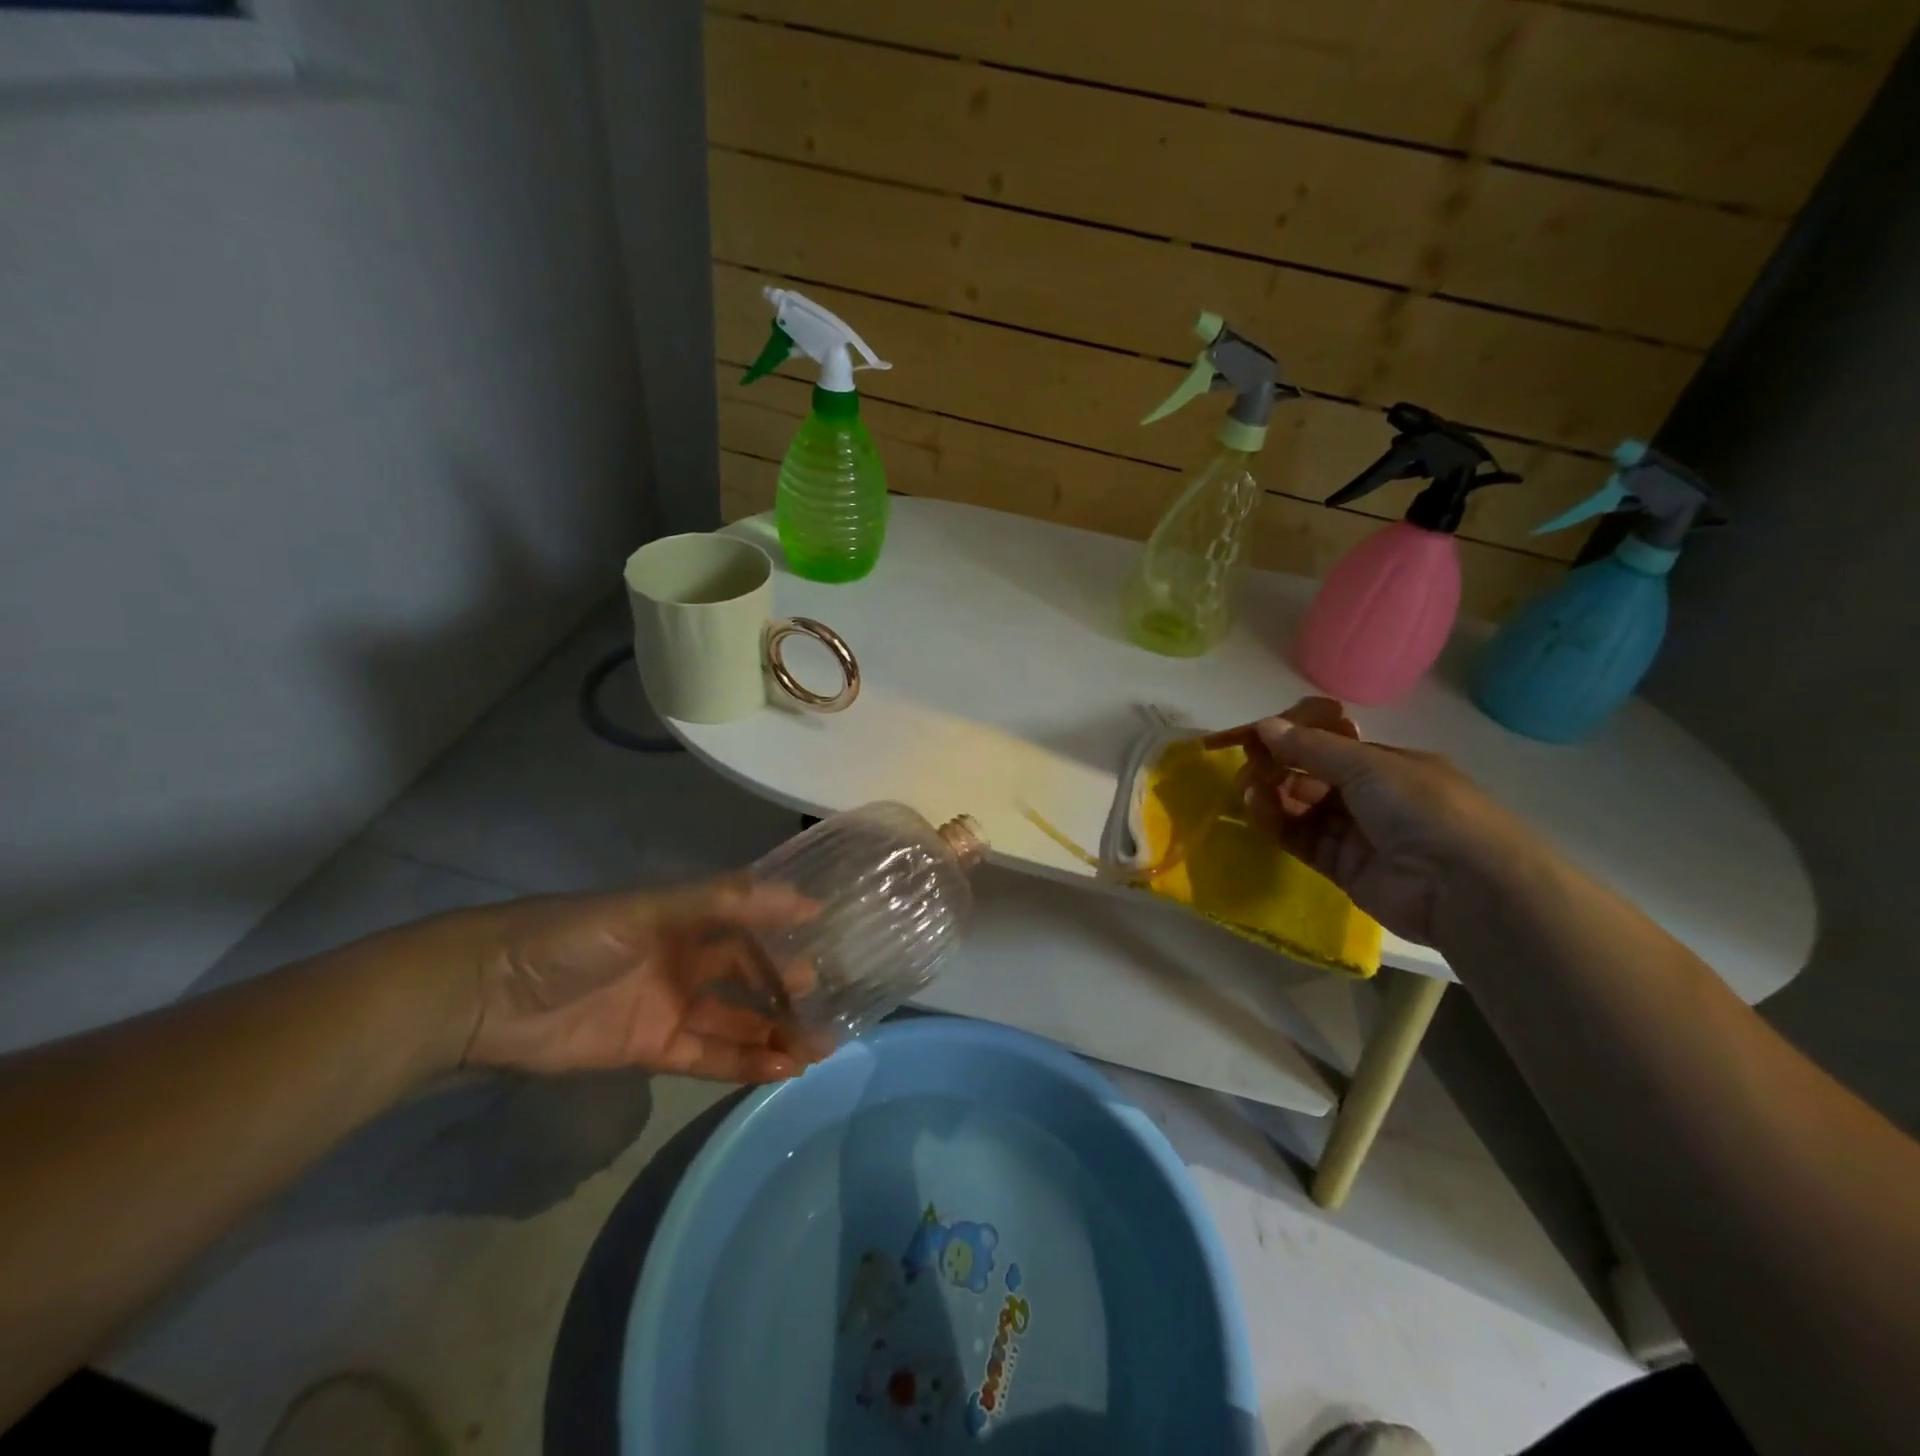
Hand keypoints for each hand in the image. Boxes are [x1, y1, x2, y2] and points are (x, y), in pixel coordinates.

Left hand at [454, 880, 822, 1082]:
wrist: (487, 994)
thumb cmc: (577, 936)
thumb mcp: (653, 907)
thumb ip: (725, 902)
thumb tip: (804, 898)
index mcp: (689, 918)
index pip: (751, 927)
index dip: (789, 934)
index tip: (833, 943)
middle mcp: (687, 960)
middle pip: (750, 977)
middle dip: (789, 992)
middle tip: (832, 1009)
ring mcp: (671, 1006)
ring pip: (735, 1021)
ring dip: (774, 1034)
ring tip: (819, 1048)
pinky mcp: (651, 1049)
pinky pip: (707, 1056)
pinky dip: (742, 1063)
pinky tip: (779, 1069)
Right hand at [1204, 697, 1531, 946]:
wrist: (1465, 887)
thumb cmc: (1424, 808)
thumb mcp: (1369, 765)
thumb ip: (1311, 748)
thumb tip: (1264, 725)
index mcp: (1389, 765)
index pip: (1331, 747)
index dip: (1294, 740)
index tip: (1257, 736)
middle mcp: (1373, 797)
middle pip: (1313, 778)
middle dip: (1279, 768)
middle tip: (1247, 766)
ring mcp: (1358, 834)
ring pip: (1303, 810)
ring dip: (1273, 796)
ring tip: (1248, 789)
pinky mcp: (1344, 868)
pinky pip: (1302, 840)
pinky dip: (1277, 824)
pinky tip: (1257, 810)